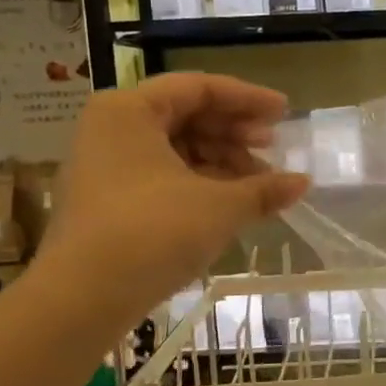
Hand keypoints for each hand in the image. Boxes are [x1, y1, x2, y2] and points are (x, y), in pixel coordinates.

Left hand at [41, 73, 308, 310]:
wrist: (83, 298)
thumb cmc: (153, 232)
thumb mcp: (219, 206)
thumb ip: (264, 189)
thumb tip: (303, 182)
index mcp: (130, 110)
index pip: (199, 87)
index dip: (248, 99)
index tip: (285, 113)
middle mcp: (112, 129)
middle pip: (186, 116)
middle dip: (234, 133)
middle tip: (272, 149)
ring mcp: (105, 166)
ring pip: (175, 149)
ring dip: (221, 162)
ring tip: (259, 185)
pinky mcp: (108, 201)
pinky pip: (162, 176)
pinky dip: (199, 184)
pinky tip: (231, 203)